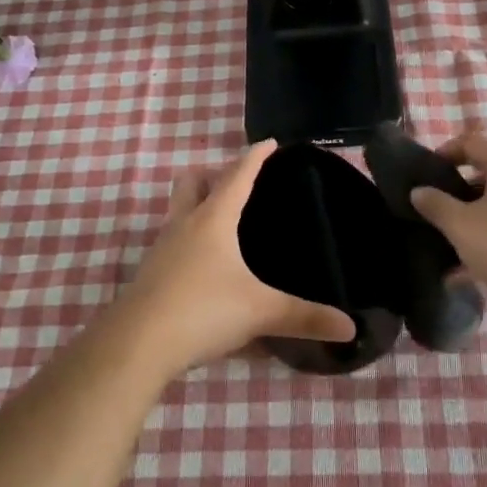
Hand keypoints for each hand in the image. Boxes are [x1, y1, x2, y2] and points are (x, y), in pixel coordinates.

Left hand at [117, 140, 355, 375]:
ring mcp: (162, 248)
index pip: (238, 175)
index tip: (270, 142)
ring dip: (196, 207)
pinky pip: (172, 244)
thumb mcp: (260, 312)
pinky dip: (188, 243)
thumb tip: (350, 328)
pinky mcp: (150, 274)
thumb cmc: (202, 310)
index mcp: (214, 219)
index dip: (255, 156)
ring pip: (178, 212)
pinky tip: (204, 270)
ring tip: (223, 225)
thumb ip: (304, 318)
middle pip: (192, 182)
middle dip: (212, 175)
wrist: (136, 344)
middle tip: (237, 185)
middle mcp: (185, 224)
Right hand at [408, 131, 486, 307]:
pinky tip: (472, 275)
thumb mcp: (461, 226)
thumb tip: (419, 191)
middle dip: (459, 195)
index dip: (446, 153)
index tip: (427, 176)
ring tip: (450, 252)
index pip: (471, 142)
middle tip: (437, 215)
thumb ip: (436, 205)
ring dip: (475, 224)